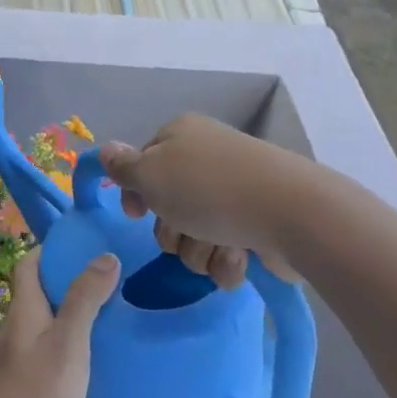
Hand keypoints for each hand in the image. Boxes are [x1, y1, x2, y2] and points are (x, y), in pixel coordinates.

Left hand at [0, 249, 119, 397]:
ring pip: (39, 321)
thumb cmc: (36, 394)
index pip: (29, 264)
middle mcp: (13, 326)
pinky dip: (61, 339)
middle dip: (65, 279)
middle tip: (106, 279)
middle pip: (35, 291)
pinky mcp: (16, 381)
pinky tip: (84, 358)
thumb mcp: (69, 343)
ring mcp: (12, 356)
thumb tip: (105, 255)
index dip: (51, 250)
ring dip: (65, 311)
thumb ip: (86, 300)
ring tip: (103, 315)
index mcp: (24, 309)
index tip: (83, 245)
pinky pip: (40, 346)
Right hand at [100, 115, 297, 289]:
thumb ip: (123, 167)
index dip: (137, 193)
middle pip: (167, 206)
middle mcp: (206, 160)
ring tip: (220, 245)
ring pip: (194, 235)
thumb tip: (105, 150)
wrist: (291, 213)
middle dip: (172, 230)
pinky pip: (225, 251)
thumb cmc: (209, 188)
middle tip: (185, 230)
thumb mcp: (151, 174)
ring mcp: (235, 193)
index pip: (144, 164)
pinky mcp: (257, 225)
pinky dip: (228, 260)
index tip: (138, 213)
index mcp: (181, 136)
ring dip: (200, 249)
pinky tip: (241, 256)